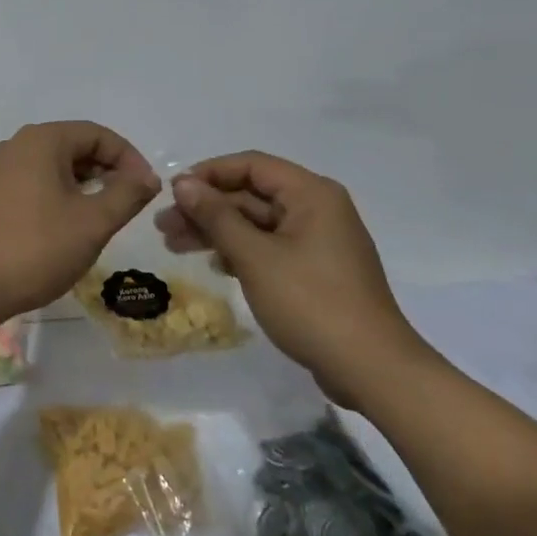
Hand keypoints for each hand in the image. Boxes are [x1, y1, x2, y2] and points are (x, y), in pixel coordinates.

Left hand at [0, 122, 161, 329]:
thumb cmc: (36, 248)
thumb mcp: (92, 223)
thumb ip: (126, 194)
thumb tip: (147, 177)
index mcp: (42, 140)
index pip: (97, 134)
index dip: (129, 158)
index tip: (147, 190)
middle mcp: (16, 146)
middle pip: (74, 146)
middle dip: (107, 170)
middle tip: (128, 204)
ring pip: (53, 166)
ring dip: (83, 185)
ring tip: (101, 216)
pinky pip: (33, 183)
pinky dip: (57, 195)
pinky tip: (65, 226)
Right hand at [156, 152, 430, 407]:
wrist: (372, 370)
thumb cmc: (311, 303)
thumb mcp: (255, 257)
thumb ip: (216, 216)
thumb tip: (183, 183)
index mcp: (311, 194)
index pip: (251, 165)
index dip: (208, 174)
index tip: (172, 193)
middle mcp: (317, 209)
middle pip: (251, 194)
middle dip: (206, 208)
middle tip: (164, 226)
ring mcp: (318, 241)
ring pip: (257, 223)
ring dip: (217, 231)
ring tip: (175, 246)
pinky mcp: (316, 271)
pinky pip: (270, 247)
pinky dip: (240, 251)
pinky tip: (215, 266)